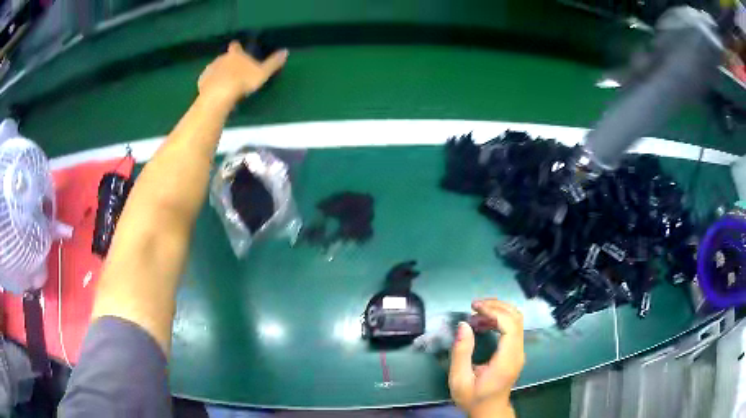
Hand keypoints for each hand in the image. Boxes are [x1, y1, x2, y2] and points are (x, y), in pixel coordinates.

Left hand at [198, 41, 287, 102]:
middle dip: (228, 62)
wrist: (218, 95)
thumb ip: (273, 62)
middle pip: (224, 57)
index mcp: (235, 54)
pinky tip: (214, 91)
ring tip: (223, 83)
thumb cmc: (242, 82)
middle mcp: (221, 58)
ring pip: (214, 68)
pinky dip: (210, 83)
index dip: (237, 48)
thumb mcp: (263, 73)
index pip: (236, 46)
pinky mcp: (202, 81)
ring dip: (218, 73)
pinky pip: (206, 80)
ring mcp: (210, 69)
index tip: (237, 49)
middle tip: (233, 72)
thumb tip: (286, 51)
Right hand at [449, 299, 524, 417]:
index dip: (494, 311)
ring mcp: (519, 351)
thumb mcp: (460, 379)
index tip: (474, 308)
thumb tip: (464, 325)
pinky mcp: (515, 352)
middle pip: (516, 318)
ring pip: (516, 320)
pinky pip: (512, 328)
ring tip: (476, 314)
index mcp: (507, 359)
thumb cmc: (473, 398)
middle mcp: (518, 352)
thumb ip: (461, 352)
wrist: (489, 411)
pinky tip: (483, 323)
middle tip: (474, 306)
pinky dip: (499, 320)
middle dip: (496, 306)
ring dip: (498, 311)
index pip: (510, 325)